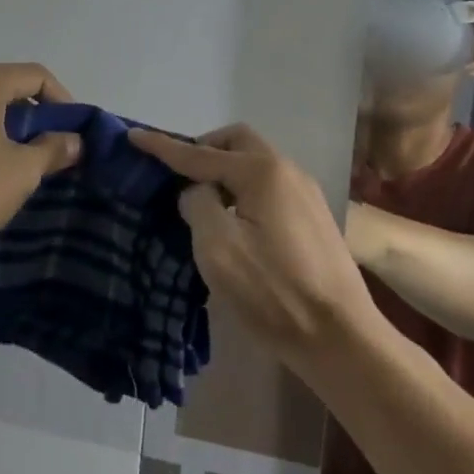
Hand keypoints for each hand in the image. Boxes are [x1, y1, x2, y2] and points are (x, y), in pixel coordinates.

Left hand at [0, 62, 82, 262]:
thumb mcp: (22, 172)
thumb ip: (53, 149)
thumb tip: (73, 140)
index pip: (36, 76)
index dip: (63, 102)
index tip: (72, 135)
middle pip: (4, 87)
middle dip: (32, 117)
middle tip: (48, 151)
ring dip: (2, 128)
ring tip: (14, 165)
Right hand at [129, 124, 376, 364]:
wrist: (339, 336)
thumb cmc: (273, 291)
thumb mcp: (218, 248)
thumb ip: (197, 204)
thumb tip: (197, 191)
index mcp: (262, 172)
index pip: (200, 153)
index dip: (163, 147)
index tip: (133, 136)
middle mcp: (287, 171)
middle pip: (237, 143)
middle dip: (203, 148)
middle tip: (178, 173)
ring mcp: (305, 193)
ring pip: (256, 163)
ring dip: (225, 170)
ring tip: (202, 199)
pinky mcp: (313, 217)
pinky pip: (269, 186)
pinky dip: (243, 189)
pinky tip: (234, 219)